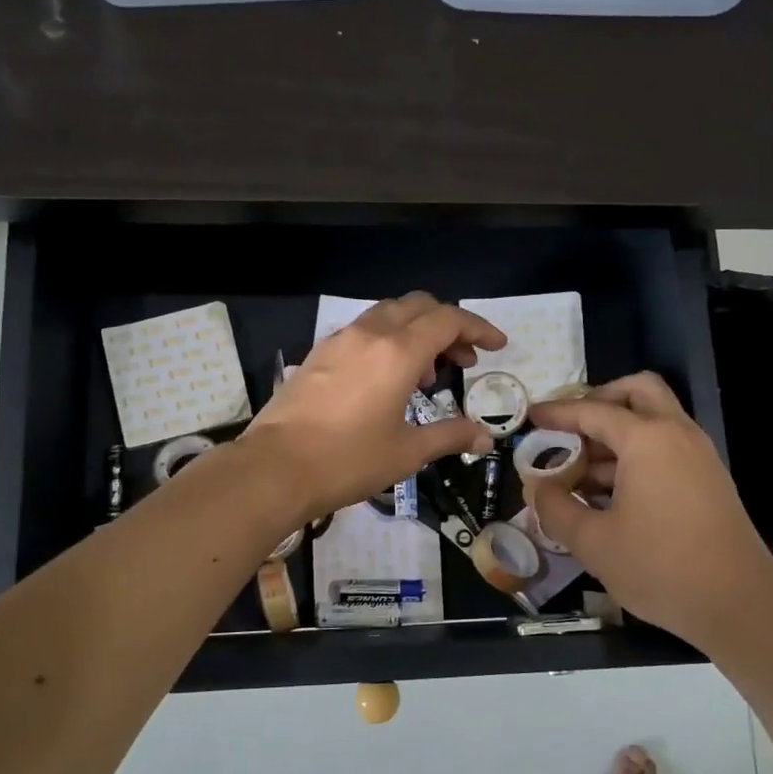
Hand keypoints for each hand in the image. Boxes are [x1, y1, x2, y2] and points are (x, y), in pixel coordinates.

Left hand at [241, 293, 503, 521]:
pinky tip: (386, 378)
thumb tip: (485, 437)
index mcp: (398, 352)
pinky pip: (364, 330)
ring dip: (416, 330)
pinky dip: (387, 339)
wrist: (275, 468)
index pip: (448, 320)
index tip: (497, 346)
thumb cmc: (348, 460)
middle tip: (463, 361)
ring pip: (388, 313)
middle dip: (449, 325)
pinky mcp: (318, 353)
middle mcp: (370, 334)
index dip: (478, 328)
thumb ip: (449, 435)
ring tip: (425, 373)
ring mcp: (339, 340)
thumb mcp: (407, 451)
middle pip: (419, 306)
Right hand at [527, 373, 772, 653]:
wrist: (740, 606)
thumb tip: (539, 487)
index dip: (556, 412)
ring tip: (581, 471)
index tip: (529, 416)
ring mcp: (699, 455)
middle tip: (570, 429)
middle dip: (599, 401)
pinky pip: (667, 447)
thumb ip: (555, 508)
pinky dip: (637, 453)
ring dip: (616, 432)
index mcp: (647, 439)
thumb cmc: (660, 568)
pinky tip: (610, 493)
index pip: (593, 411)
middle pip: (638, 391)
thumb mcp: (592, 542)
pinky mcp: (709, 479)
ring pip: (654, 420)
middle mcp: (677, 434)